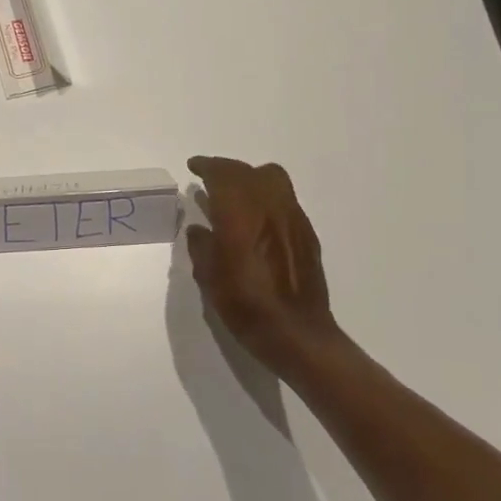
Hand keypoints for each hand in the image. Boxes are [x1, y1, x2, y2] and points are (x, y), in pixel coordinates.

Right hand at [185, 156, 339, 376]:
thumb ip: (202, 246)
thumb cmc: (246, 306)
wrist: (297, 333)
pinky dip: (267, 198)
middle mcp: (269, 207)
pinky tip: (257, 221)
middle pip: (248, 171)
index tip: (194, 167)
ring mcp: (292, 218)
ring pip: (273, 179)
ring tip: (235, 196)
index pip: (222, 174)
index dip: (206, 166)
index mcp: (240, 214)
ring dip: (250, 179)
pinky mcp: (307, 233)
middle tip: (210, 179)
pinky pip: (284, 200)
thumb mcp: (209, 278)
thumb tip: (199, 229)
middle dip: (226, 170)